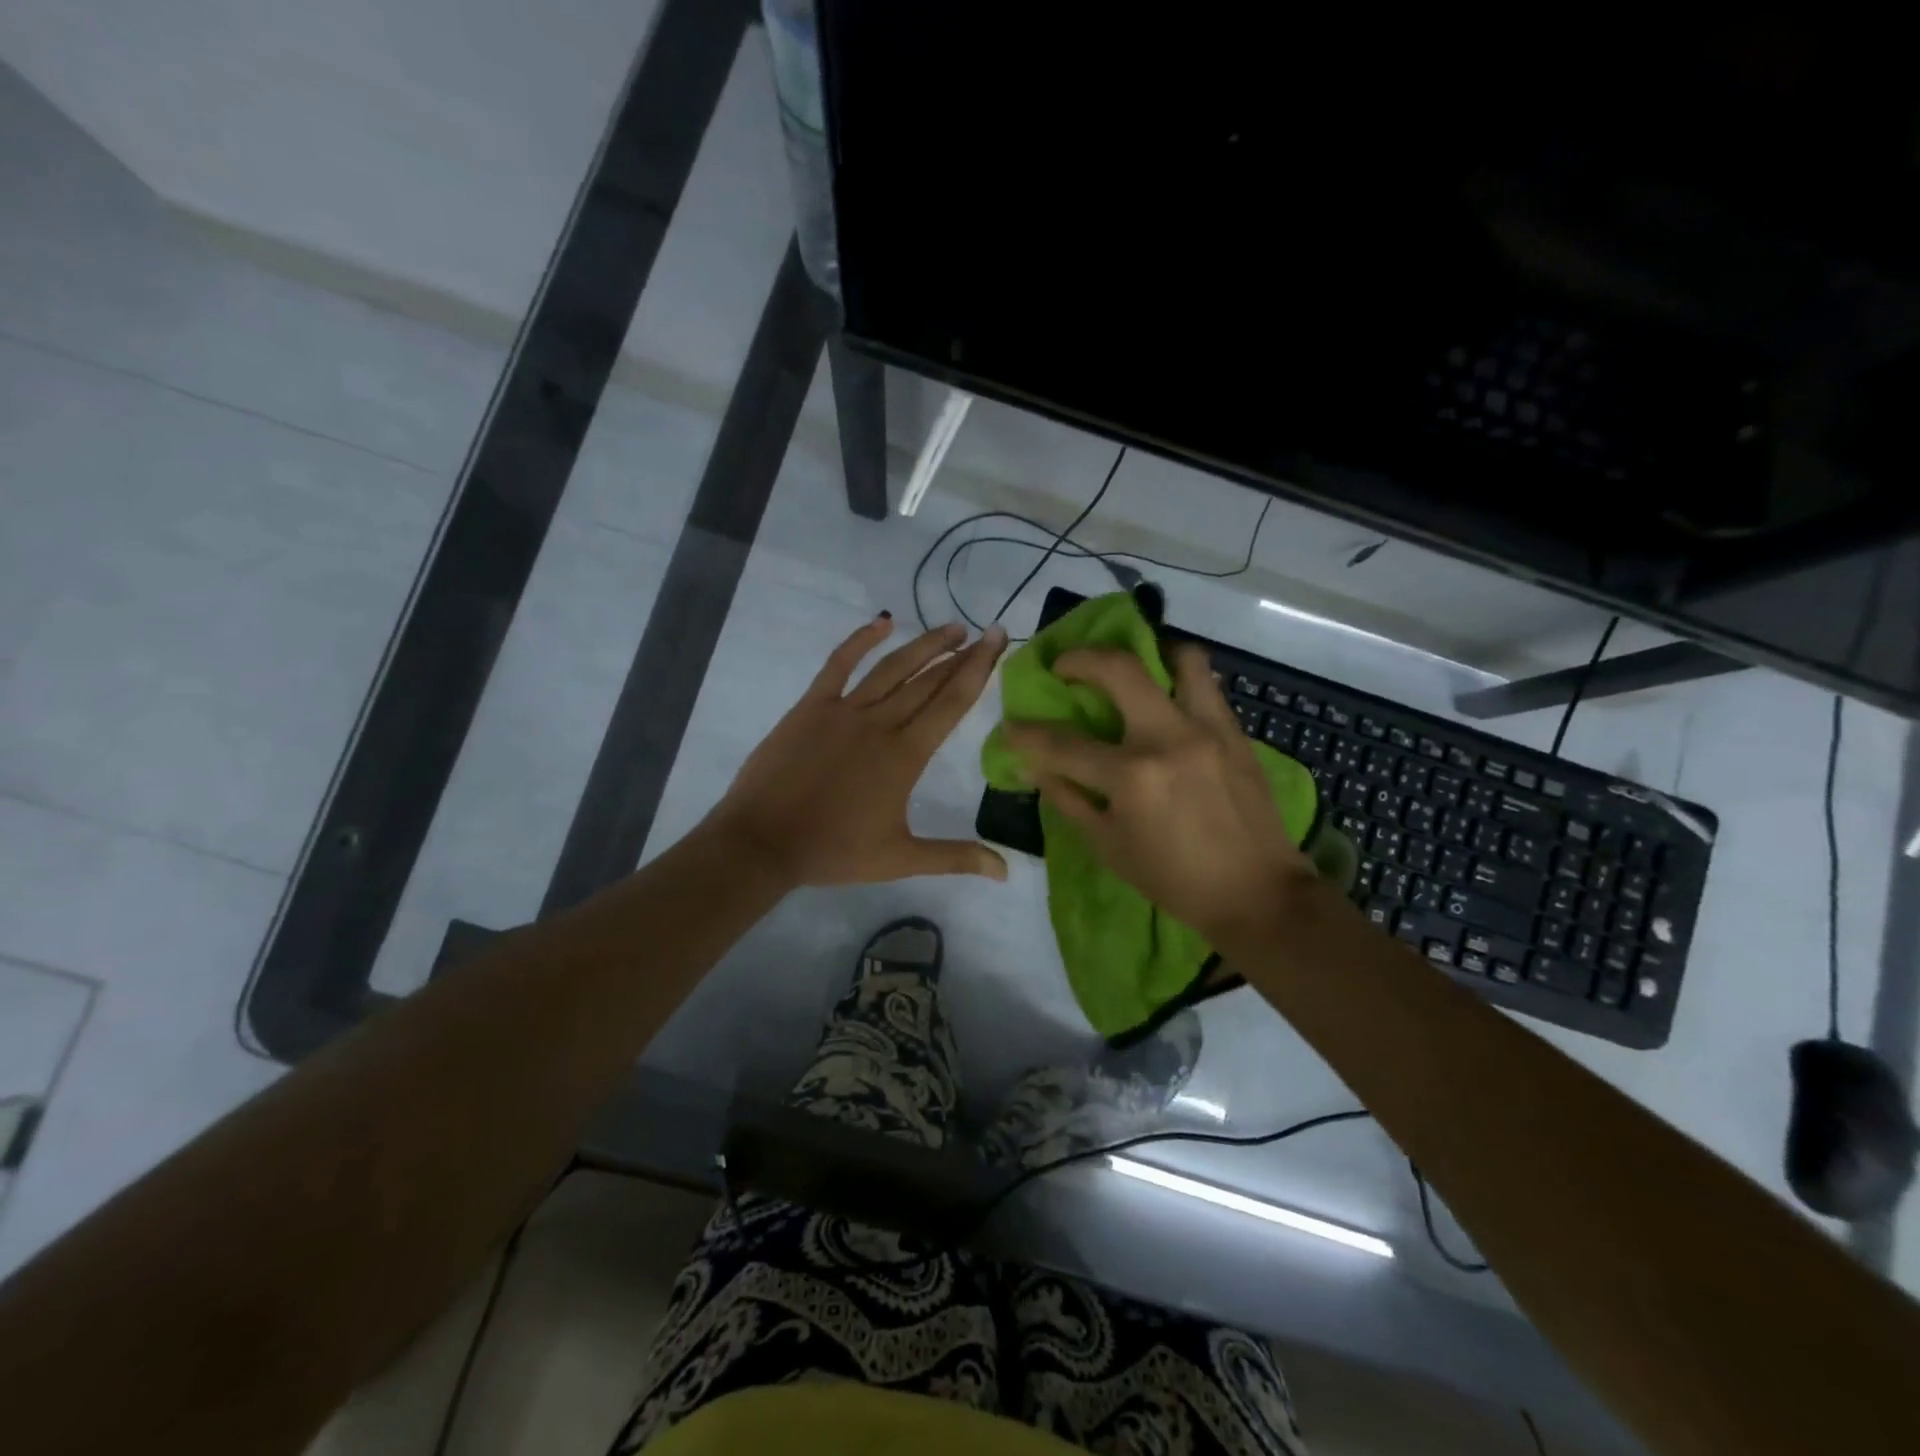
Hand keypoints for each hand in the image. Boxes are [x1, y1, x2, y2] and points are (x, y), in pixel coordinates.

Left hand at [709, 615, 1010, 887]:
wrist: (764, 842)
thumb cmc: (833, 851)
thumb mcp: (901, 859)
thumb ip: (955, 857)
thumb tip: (1006, 872)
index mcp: (906, 755)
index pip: (951, 703)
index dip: (979, 670)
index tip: (997, 641)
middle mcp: (881, 723)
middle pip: (929, 681)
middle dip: (961, 655)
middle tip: (985, 632)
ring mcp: (844, 710)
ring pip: (892, 668)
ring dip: (924, 645)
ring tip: (951, 628)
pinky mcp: (812, 706)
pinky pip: (840, 664)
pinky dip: (860, 641)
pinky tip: (881, 623)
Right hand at [1003, 643, 1315, 942]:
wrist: (1256, 893)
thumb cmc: (1173, 878)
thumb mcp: (1109, 846)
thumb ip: (1068, 798)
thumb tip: (1033, 765)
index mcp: (1132, 776)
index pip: (1064, 743)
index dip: (1027, 734)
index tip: (1011, 725)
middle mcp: (1169, 738)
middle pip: (1119, 669)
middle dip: (1080, 659)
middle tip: (1065, 666)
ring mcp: (1208, 729)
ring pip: (1180, 658)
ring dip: (1148, 651)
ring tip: (1131, 665)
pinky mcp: (1236, 732)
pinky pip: (1207, 685)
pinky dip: (1180, 679)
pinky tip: (1166, 696)